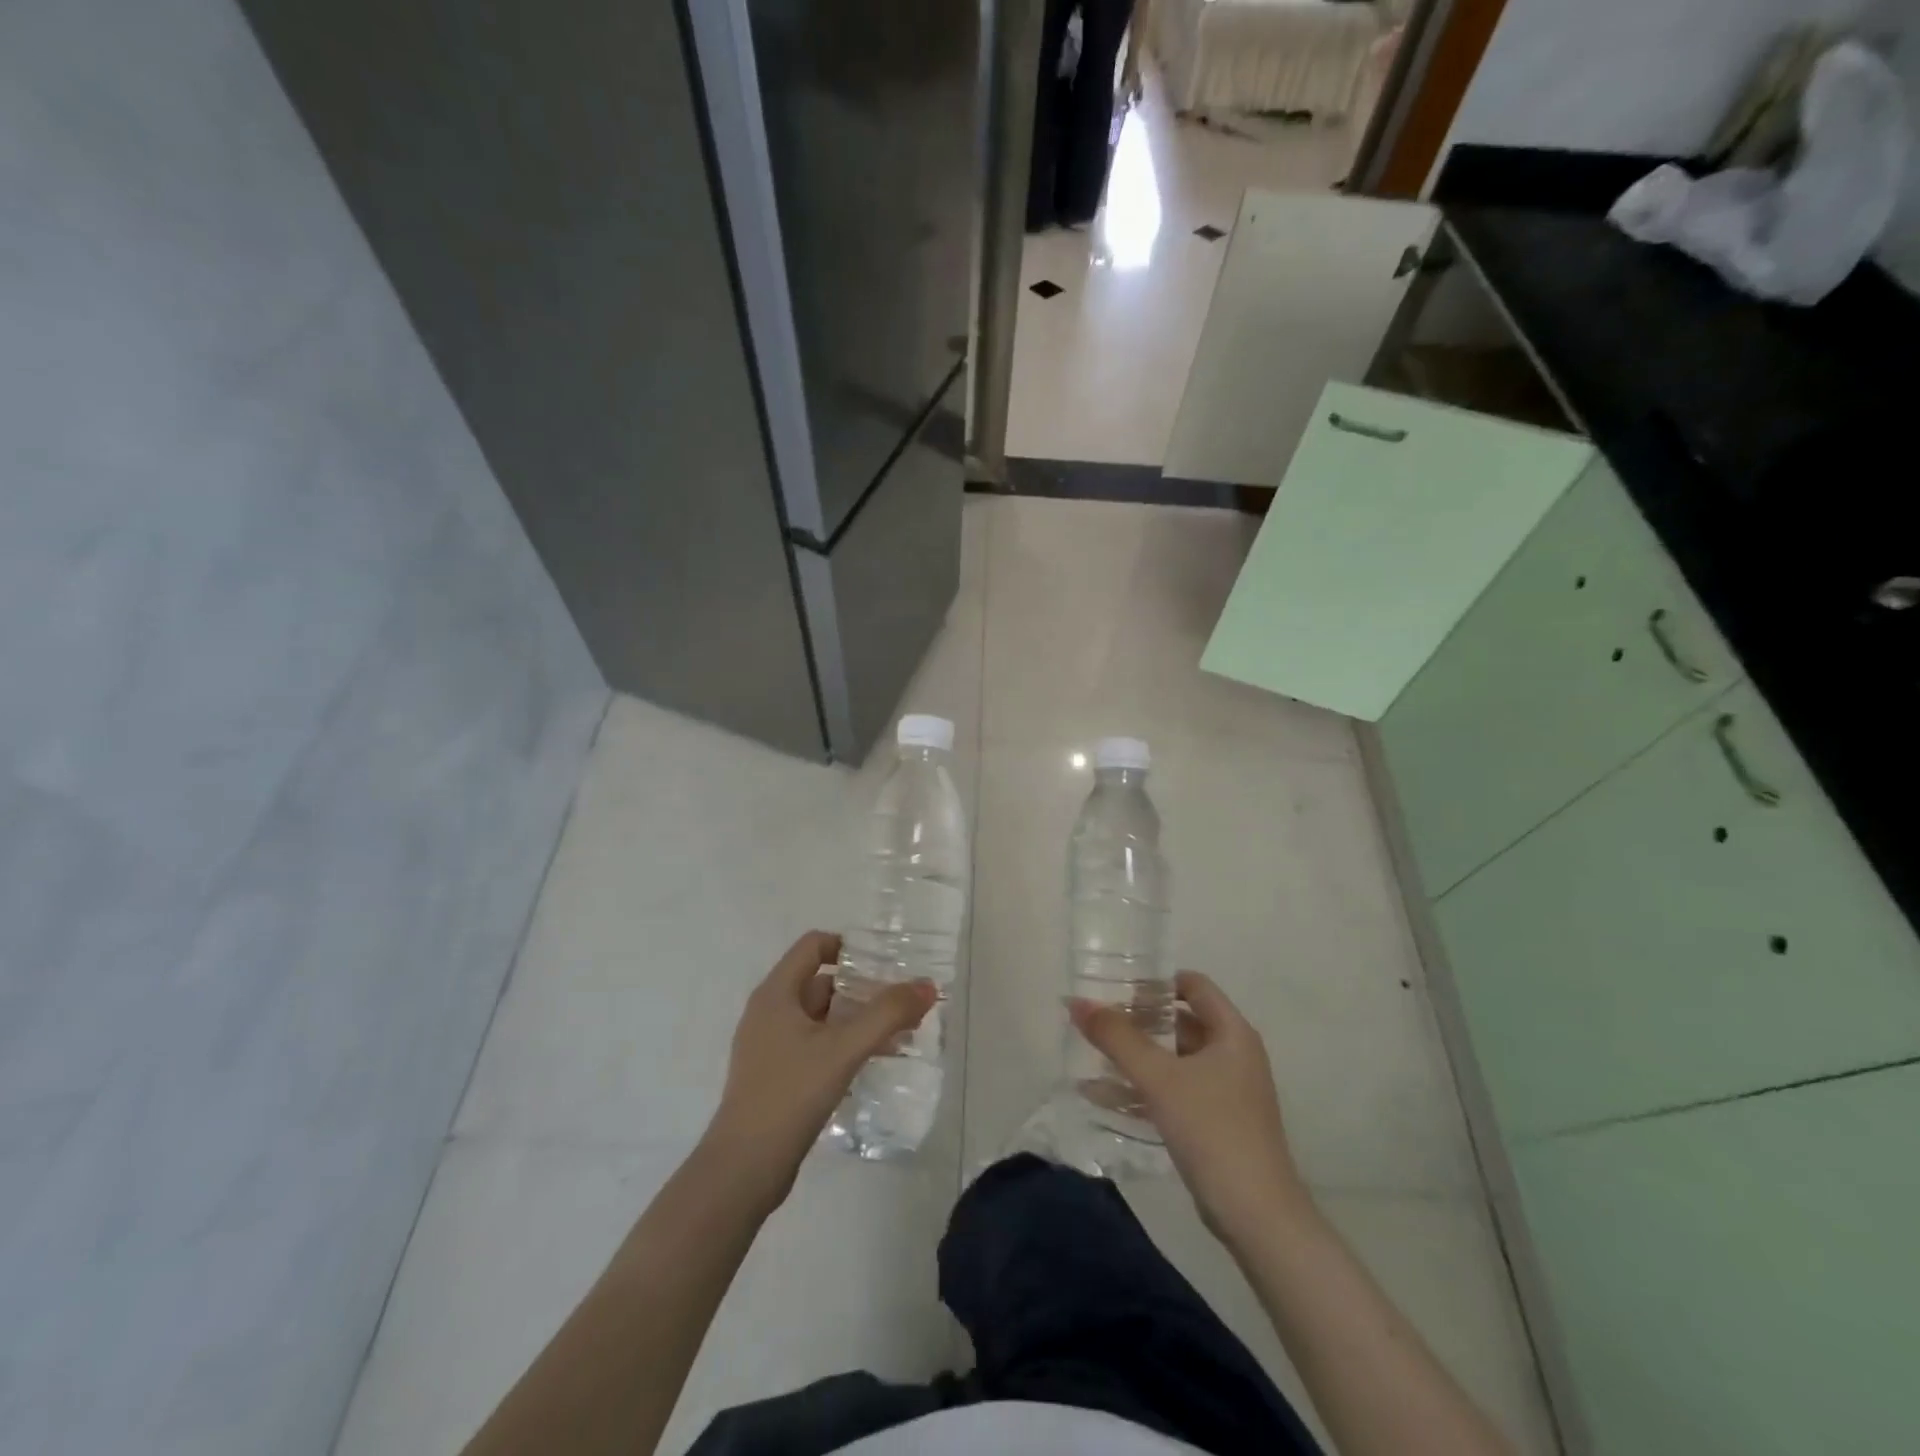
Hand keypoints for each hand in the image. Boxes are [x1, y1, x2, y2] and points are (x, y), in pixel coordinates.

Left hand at [705, 931, 935, 1205]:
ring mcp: (769, 1047)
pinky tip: (871, 1064)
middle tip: (901, 1003)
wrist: (742, 1170)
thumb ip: (887, 1014)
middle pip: (821, 982)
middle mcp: (769, 1012)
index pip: (814, 946)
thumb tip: (927, 986)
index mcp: (776, 994)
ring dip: (856, 1020)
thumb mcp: (843, 1049)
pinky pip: (815, 1046)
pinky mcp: (775, 1077)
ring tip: (897, 1034)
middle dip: (862, 989)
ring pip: (820, 1018)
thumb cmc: (790, 1094)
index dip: (849, 947)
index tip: (885, 963)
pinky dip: (843, 1046)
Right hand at [1070, 970, 1308, 1243]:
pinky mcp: (1216, 1123)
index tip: (1117, 987)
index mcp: (1232, 1033)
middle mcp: (1234, 1055)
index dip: (1156, 982)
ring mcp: (1227, 1092)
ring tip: (1094, 1055)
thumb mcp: (1159, 1078)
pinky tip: (1105, 1097)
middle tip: (1098, 1021)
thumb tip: (1077, 1002)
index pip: (1193, 985)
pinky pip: (1175, 1091)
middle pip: (1181, 1021)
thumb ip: (1117, 1038)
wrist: (1257, 1216)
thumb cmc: (1212, 1129)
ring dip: (1138, 1056)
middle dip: (1139, 1020)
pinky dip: (1145, 1088)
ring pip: (1175, 1059)